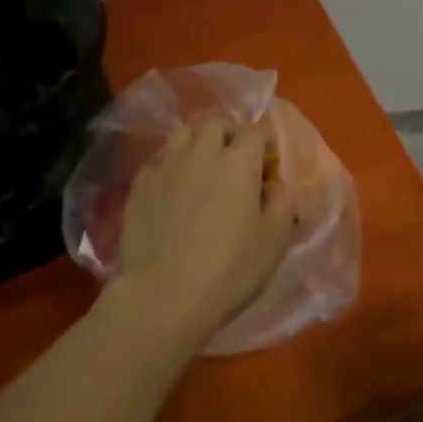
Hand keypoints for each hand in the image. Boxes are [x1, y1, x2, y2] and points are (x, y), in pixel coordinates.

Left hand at [112, 116, 297, 351]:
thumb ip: (283, 203)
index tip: (268, 163)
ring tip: (203, 167)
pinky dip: (170, 168)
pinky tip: (173, 191)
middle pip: (216, 123)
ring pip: (183, 135)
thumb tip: (278, 186)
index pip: (255, 129)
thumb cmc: (230, 268)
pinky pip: (158, 163)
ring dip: (198, 143)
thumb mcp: (275, 240)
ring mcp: (166, 168)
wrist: (163, 297)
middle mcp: (202, 153)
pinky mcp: (139, 188)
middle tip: (237, 159)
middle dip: (230, 133)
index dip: (264, 141)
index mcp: (239, 161)